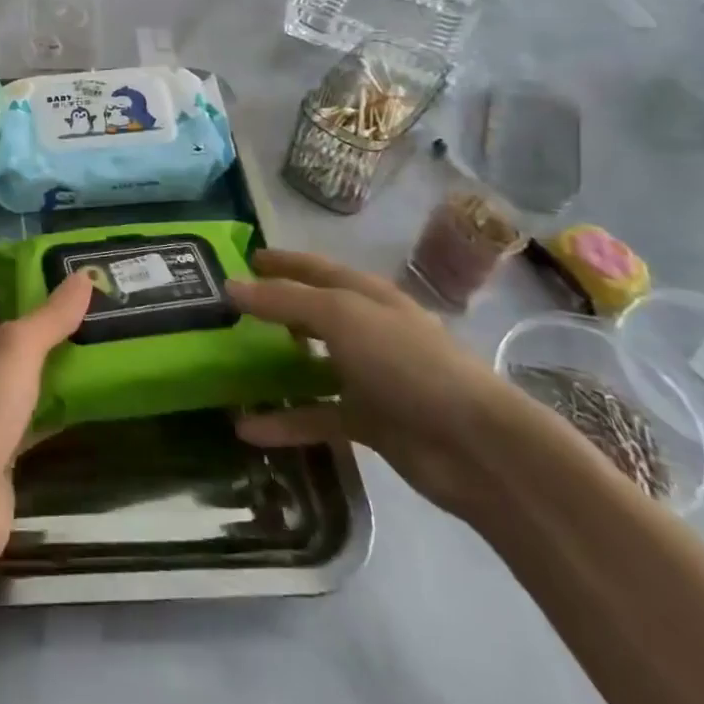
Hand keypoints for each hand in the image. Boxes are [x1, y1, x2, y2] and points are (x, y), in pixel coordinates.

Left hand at [0, 274, 93, 558]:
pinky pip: (28, 412)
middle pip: (4, 330)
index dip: (21, 276)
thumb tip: (84, 276)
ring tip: (97, 341)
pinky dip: (53, 403)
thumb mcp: (18, 348)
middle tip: (90, 305)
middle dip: (44, 320)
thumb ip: (52, 314)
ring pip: (18, 373)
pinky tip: (88, 394)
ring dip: (51, 362)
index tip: (63, 270)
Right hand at [229, 249, 534, 514]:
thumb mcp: (340, 316)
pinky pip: (317, 417)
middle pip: (312, 314)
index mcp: (366, 295)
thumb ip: (284, 300)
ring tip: (229, 367)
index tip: (244, 258)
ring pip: (311, 367)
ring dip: (275, 367)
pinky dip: (285, 422)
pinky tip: (246, 429)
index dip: (281, 262)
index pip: (315, 268)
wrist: (475, 445)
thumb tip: (230, 285)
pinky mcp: (370, 422)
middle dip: (274, 311)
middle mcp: (367, 330)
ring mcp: (369, 377)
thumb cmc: (406, 361)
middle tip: (228, 313)